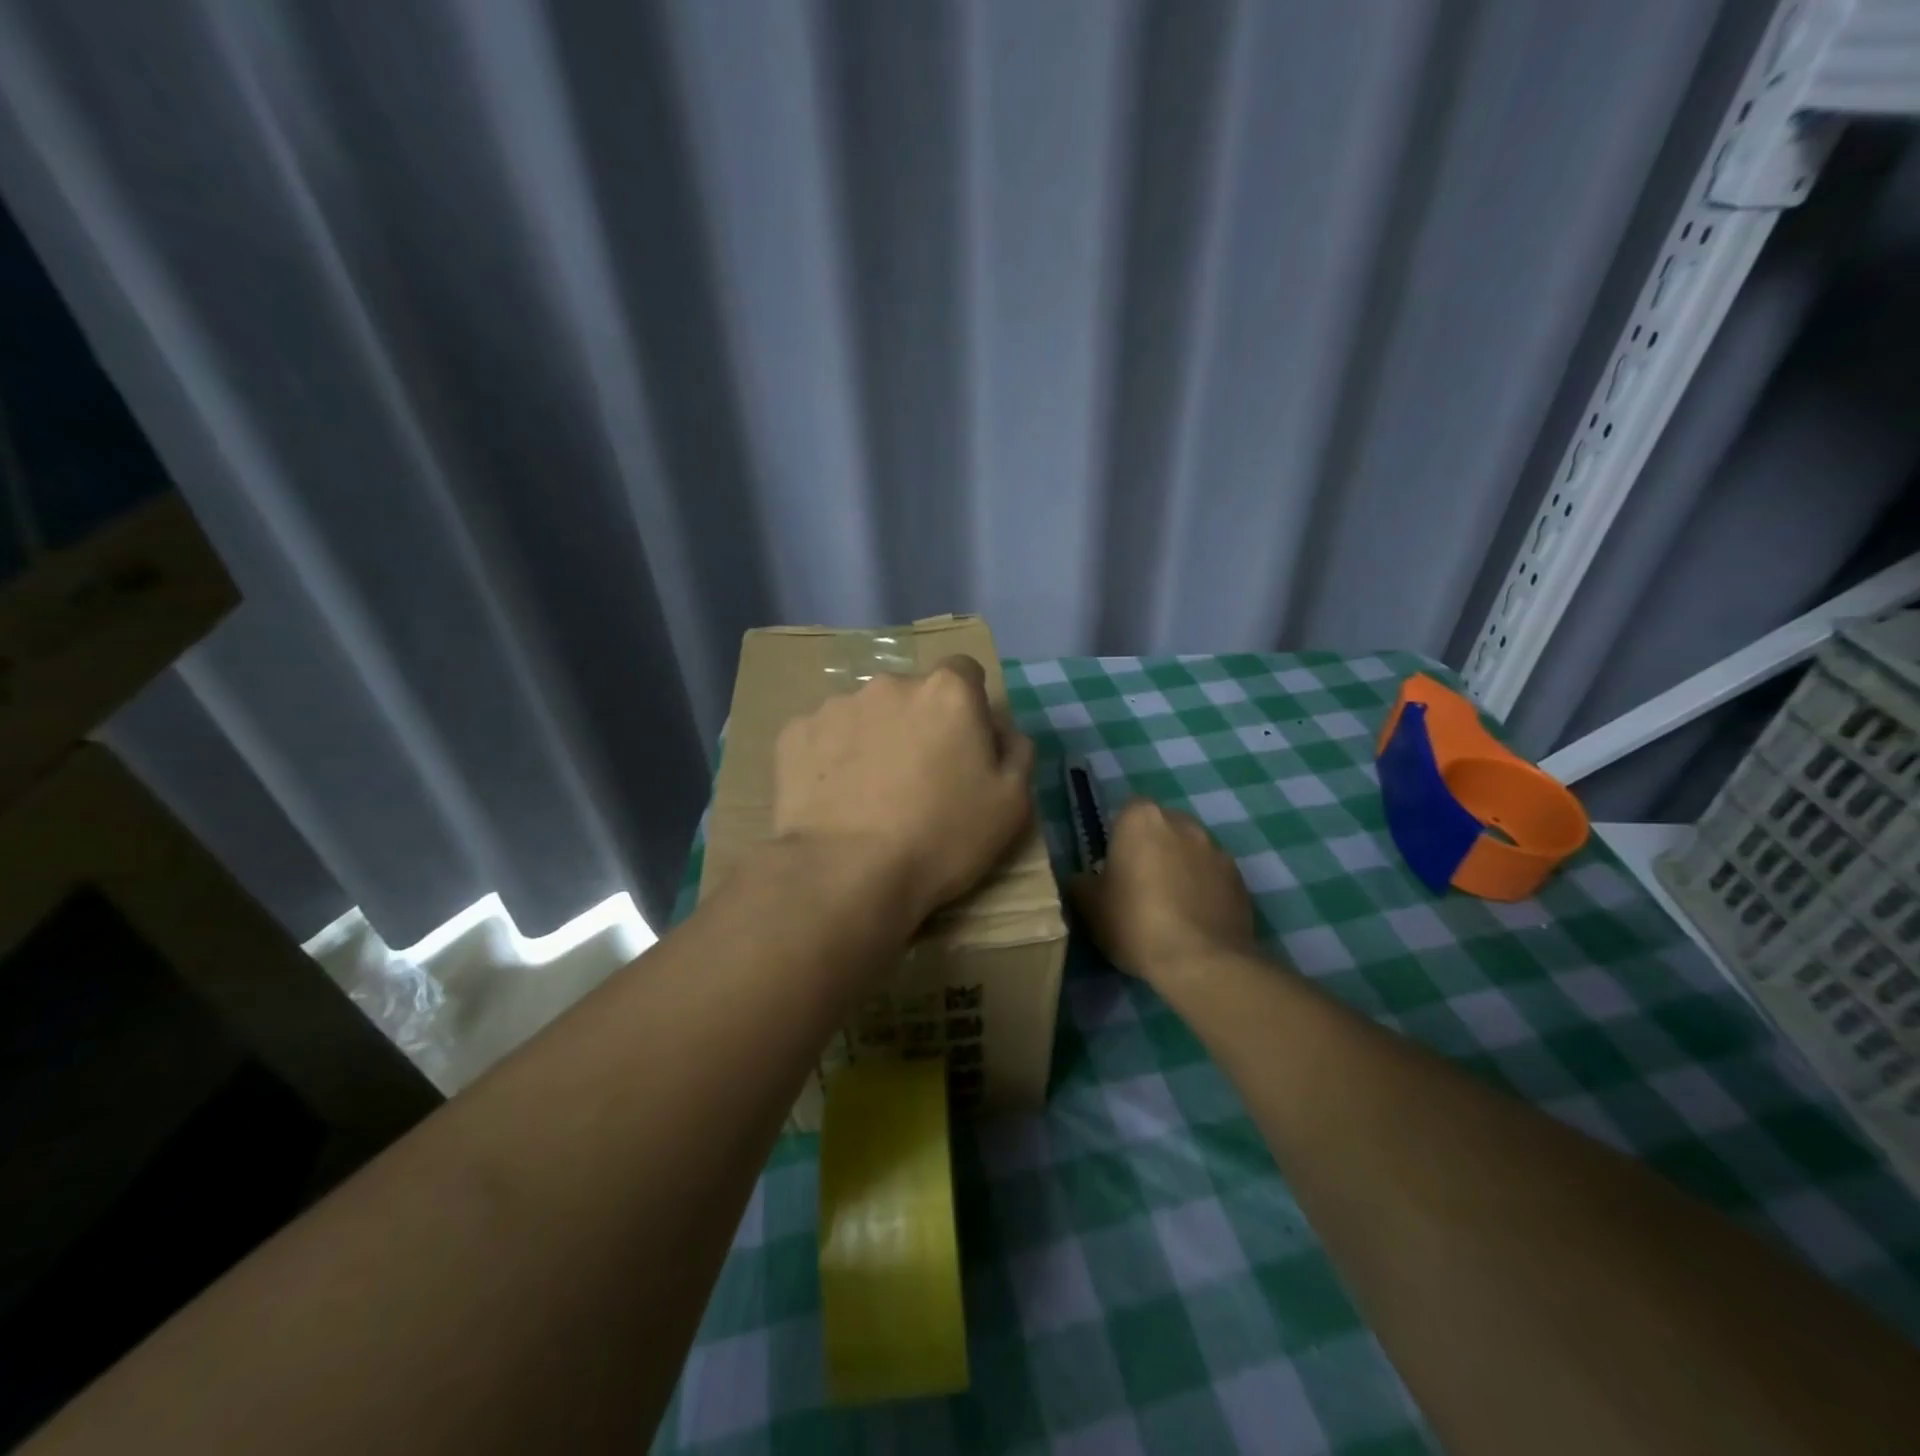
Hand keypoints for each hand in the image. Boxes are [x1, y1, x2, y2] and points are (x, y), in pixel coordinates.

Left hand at [771, 656, 1036, 926]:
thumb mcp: (1012, 803)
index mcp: (947, 692)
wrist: (847, 873)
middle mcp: (890, 684)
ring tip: (869, 794)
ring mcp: (836, 706)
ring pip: (865, 714)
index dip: (967, 706)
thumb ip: (1016, 751)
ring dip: (873, 739)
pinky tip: (833, 798)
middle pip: (912, 694)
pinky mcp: (794, 734)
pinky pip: (823, 737)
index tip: (963, 745)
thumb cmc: (942, 837)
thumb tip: (999, 729)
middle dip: (918, 723)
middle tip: (917, 778)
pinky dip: (831, 759)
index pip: (964, 672)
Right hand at [1067, 799, 1255, 981]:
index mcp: (1141, 819)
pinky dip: (1204, 889)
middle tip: (1139, 887)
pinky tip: (1194, 920)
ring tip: (1170, 908)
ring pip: (1190, 851)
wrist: (1201, 962)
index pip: (1126, 812)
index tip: (1114, 867)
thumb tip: (1082, 879)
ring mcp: (1217, 850)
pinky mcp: (1240, 879)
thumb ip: (1080, 882)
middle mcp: (1183, 823)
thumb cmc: (1135, 923)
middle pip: (1161, 828)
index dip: (1118, 838)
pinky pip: (1213, 876)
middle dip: (1152, 849)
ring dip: (1180, 868)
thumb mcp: (1089, 906)